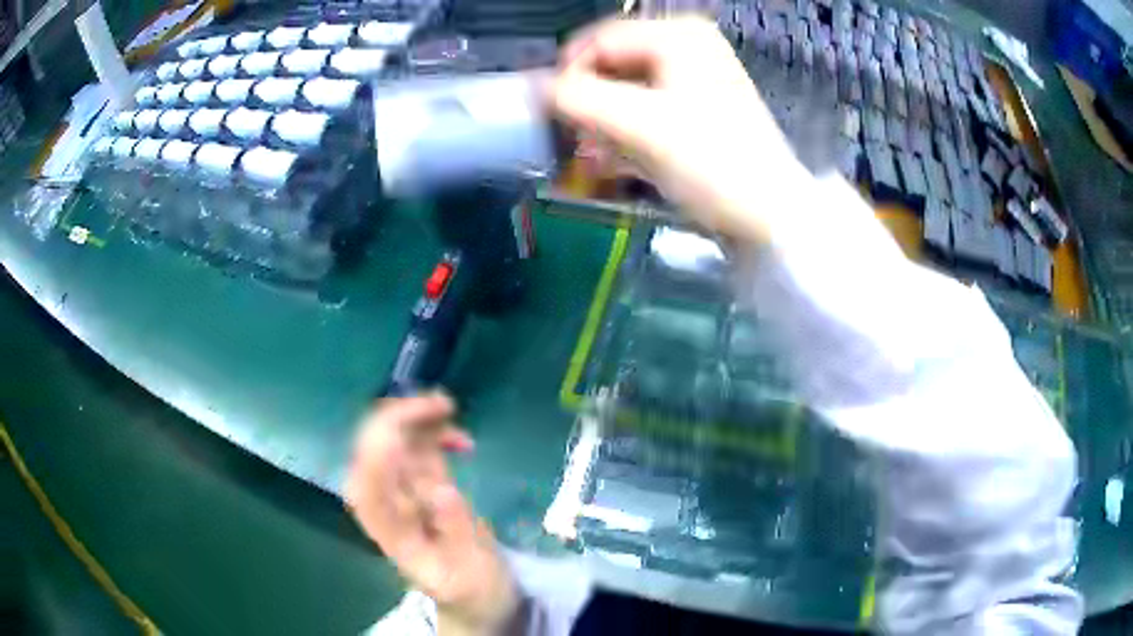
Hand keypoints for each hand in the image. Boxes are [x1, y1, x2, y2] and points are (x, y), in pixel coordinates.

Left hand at [345, 393, 518, 634]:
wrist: (474, 593)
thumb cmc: (470, 588)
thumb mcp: (469, 571)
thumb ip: (455, 534)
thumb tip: (440, 490)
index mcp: (389, 531)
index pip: (367, 485)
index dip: (376, 450)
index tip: (404, 427)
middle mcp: (386, 504)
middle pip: (373, 453)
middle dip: (397, 420)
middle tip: (440, 405)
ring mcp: (401, 490)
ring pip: (394, 442)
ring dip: (416, 419)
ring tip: (450, 408)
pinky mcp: (419, 483)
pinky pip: (416, 448)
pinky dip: (433, 434)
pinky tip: (460, 438)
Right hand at [551, 17, 808, 243]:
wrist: (771, 218)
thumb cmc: (712, 164)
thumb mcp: (639, 125)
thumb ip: (576, 98)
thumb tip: (530, 88)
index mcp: (677, 35)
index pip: (596, 42)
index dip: (566, 78)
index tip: (552, 121)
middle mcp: (686, 47)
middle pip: (609, 66)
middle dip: (586, 107)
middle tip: (574, 144)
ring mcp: (693, 80)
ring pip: (623, 92)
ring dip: (601, 126)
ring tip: (593, 160)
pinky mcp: (695, 112)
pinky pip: (643, 112)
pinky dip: (625, 136)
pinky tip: (615, 164)